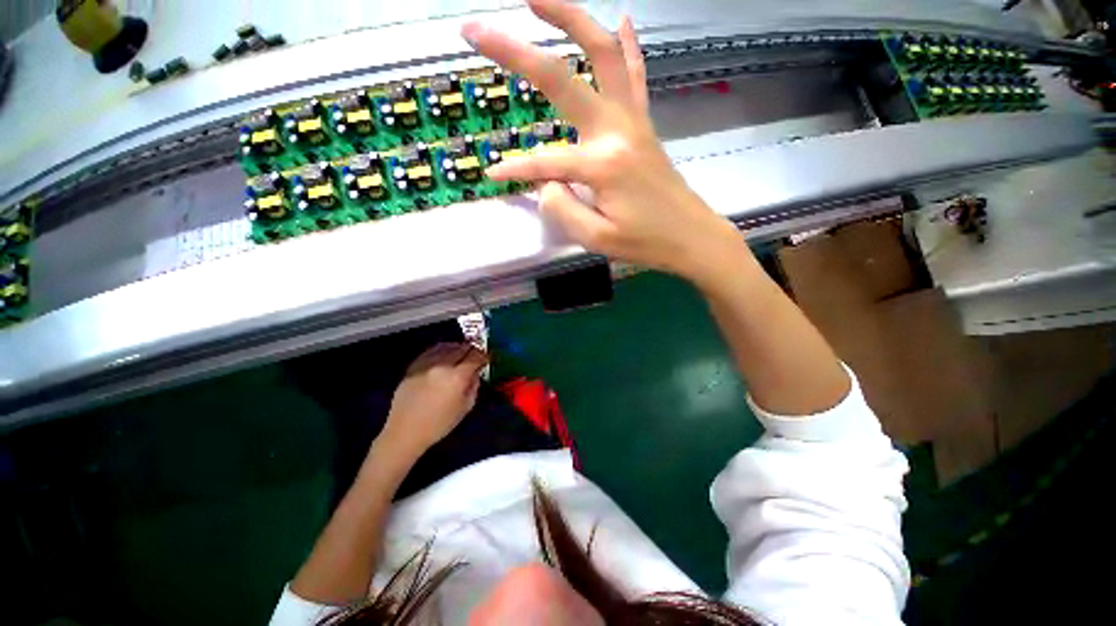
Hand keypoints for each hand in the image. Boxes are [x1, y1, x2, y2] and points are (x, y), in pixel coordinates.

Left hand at [382, 343, 487, 454]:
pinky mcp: (414, 365)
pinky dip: (442, 350)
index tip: (487, 359)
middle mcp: (442, 365)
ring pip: (447, 346)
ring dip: (457, 348)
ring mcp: (426, 363)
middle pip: (462, 348)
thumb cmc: (439, 424)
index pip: (476, 356)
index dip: (484, 355)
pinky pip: (432, 350)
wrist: (404, 432)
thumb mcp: (465, 407)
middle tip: (476, 356)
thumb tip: (475, 372)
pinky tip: (445, 356)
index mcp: (457, 376)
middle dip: (472, 350)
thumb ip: (473, 386)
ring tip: (461, 353)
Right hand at [461, 0, 744, 287]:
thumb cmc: (644, 243)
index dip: (515, 170)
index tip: (493, 175)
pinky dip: (627, 45)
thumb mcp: (596, 237)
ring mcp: (634, 122)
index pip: (545, 163)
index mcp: (601, 164)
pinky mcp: (644, 125)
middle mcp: (616, 131)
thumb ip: (562, 207)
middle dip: (518, 53)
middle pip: (564, 78)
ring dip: (573, 20)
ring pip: (604, 56)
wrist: (691, 237)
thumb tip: (546, 183)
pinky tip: (623, 18)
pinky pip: (635, 76)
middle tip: (480, 30)